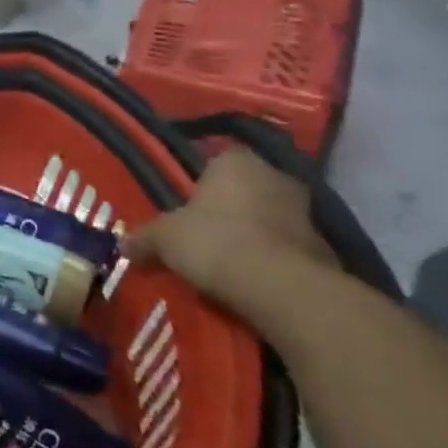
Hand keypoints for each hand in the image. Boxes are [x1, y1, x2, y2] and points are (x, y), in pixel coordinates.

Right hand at [125, 148, 337, 314]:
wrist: (281, 288)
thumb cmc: (215, 242)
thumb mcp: (164, 239)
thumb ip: (144, 238)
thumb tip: (124, 246)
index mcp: (236, 162)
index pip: (218, 158)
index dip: (201, 180)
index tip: (188, 202)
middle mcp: (275, 177)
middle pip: (247, 187)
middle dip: (230, 206)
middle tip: (205, 230)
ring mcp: (306, 212)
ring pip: (269, 216)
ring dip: (254, 232)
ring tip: (227, 258)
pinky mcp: (324, 248)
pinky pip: (287, 246)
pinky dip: (272, 257)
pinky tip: (251, 277)